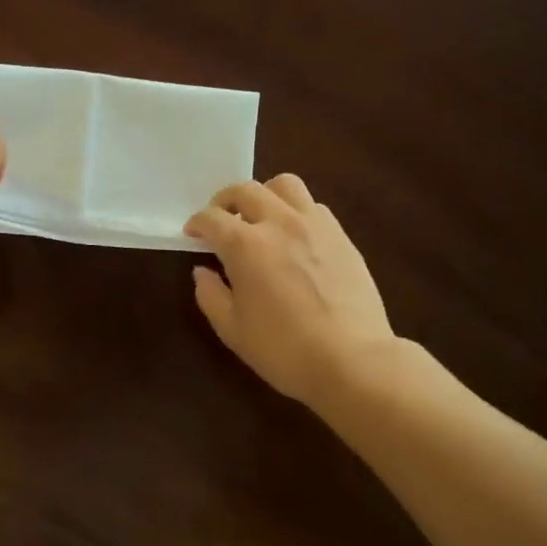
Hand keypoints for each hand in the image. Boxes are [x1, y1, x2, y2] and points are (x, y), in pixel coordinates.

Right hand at [184, 175, 395, 408]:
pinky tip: (294, 235)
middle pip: (246, 190)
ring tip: (260, 217)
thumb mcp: (233, 330)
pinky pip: (313, 205)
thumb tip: (202, 271)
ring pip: (284, 185)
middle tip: (220, 219)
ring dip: (264, 194)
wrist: (353, 360)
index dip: (197, 223)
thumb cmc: (285, 350)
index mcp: (246, 245)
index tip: (192, 233)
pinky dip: (295, 210)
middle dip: (225, 200)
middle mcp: (279, 223)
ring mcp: (314, 224)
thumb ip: (210, 295)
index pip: (212, 218)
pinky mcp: (341, 234)